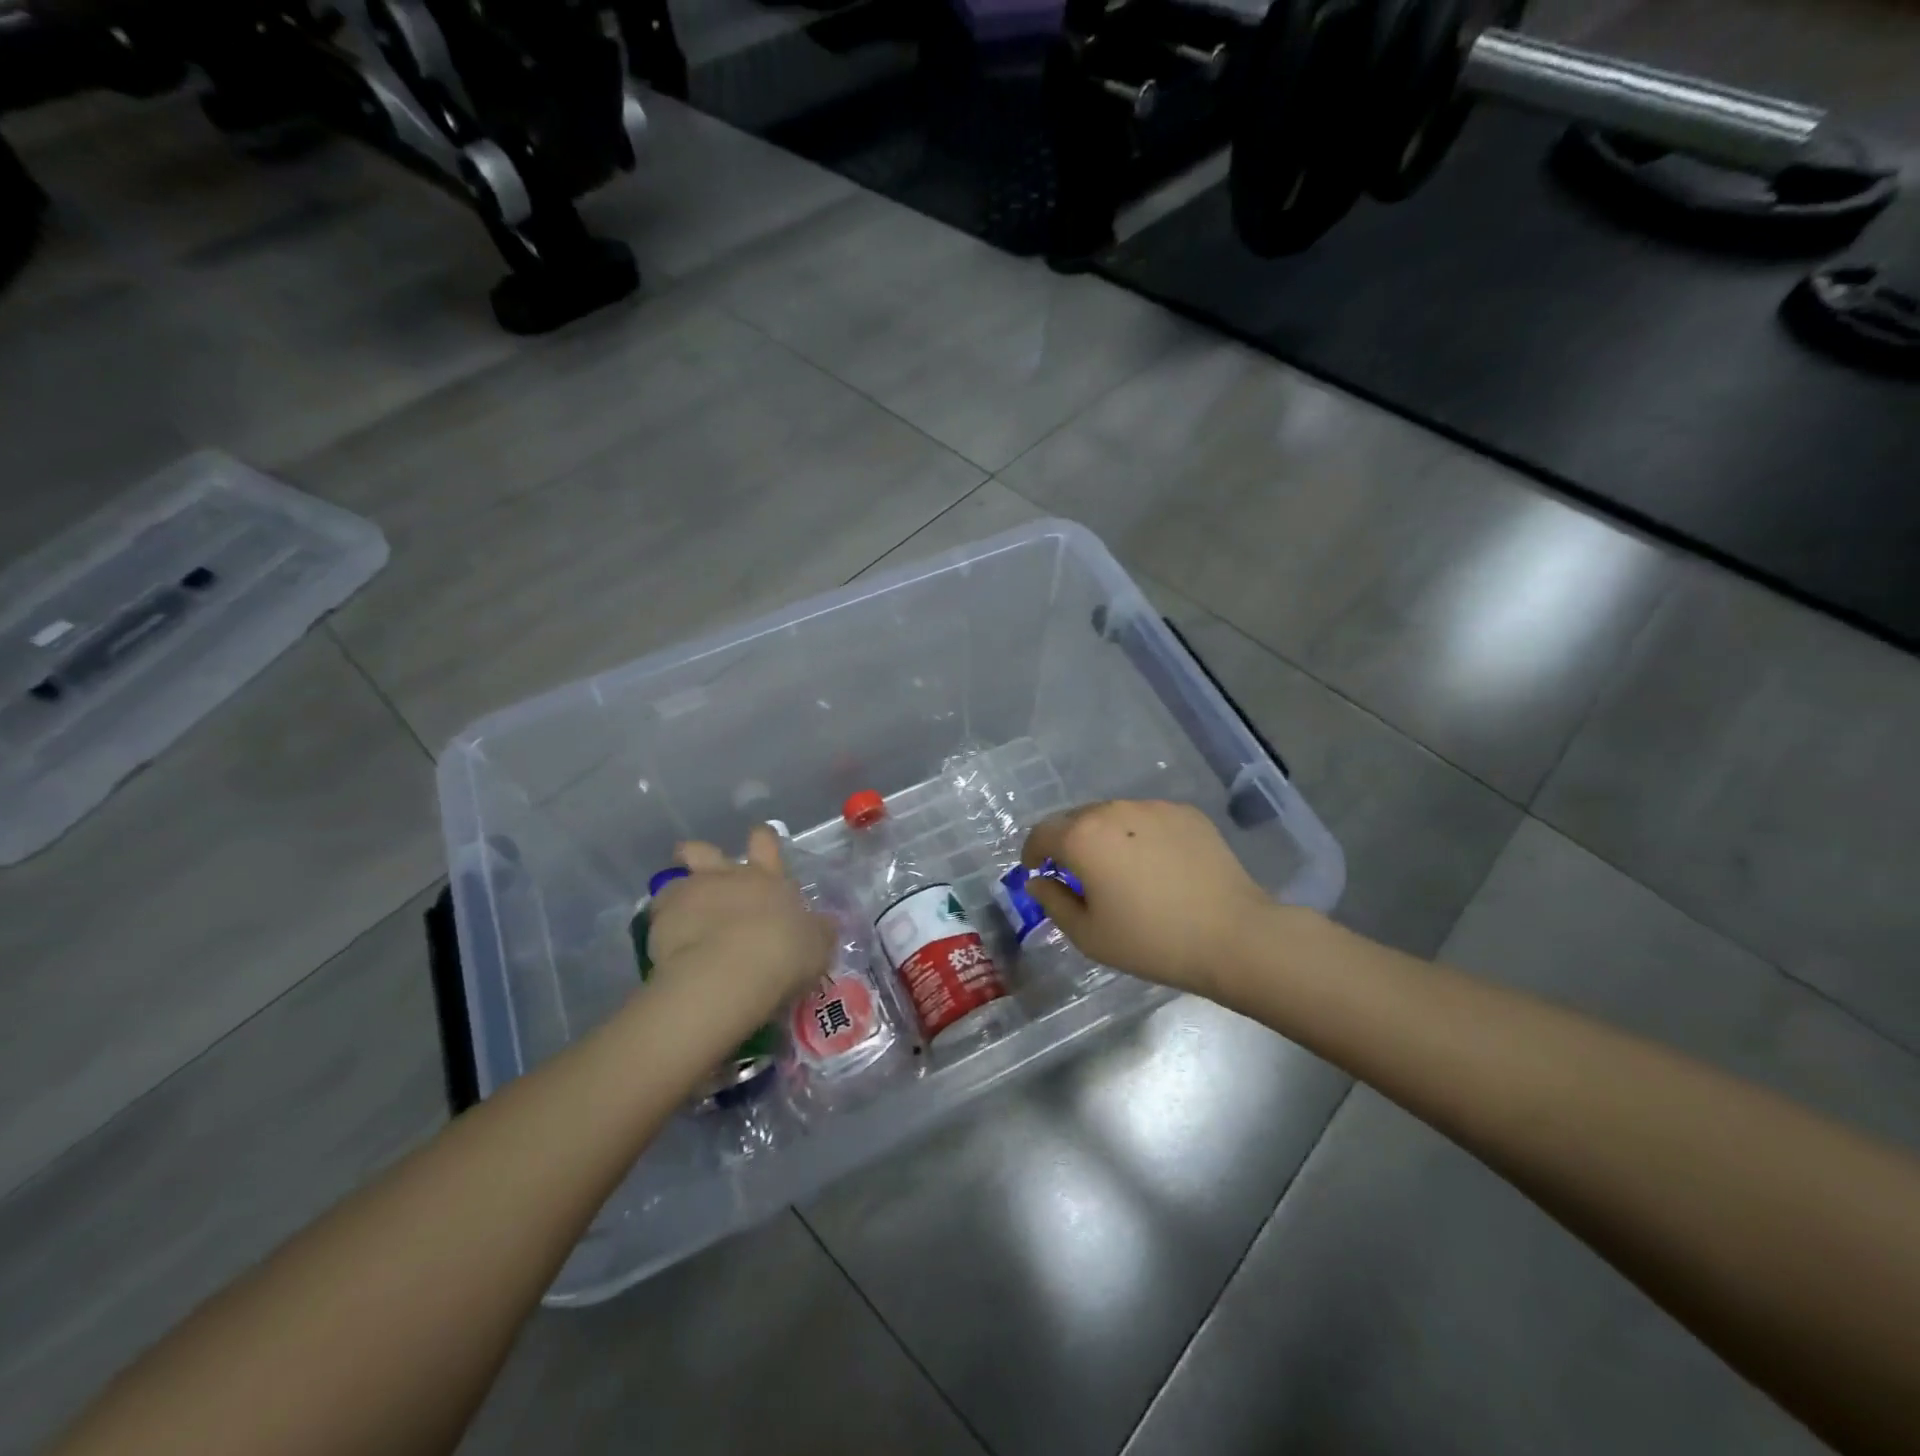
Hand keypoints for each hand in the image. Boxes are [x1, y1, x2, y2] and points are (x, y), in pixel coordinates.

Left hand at [645, 825, 835, 1028]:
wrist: (730, 974)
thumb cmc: (783, 954)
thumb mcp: (816, 944)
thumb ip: (816, 931)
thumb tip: (822, 926)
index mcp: (767, 878)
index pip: (765, 843)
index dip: (762, 840)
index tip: (759, 841)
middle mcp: (727, 878)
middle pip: (705, 851)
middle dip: (699, 854)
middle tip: (696, 864)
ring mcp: (691, 895)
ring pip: (675, 882)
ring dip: (677, 894)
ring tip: (677, 917)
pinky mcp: (661, 921)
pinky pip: (657, 917)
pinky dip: (661, 927)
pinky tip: (667, 947)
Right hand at [1020, 800, 1278, 997]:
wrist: (1233, 935)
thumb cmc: (1151, 941)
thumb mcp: (1089, 935)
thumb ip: (1053, 902)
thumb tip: (1039, 881)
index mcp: (1082, 837)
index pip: (1042, 833)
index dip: (1032, 852)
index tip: (1036, 870)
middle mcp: (1113, 810)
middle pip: (1076, 819)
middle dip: (1068, 843)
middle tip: (1077, 875)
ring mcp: (1153, 807)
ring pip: (1114, 816)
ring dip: (1105, 837)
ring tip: (1120, 870)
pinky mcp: (1185, 813)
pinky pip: (1148, 819)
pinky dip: (1140, 836)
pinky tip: (1157, 866)